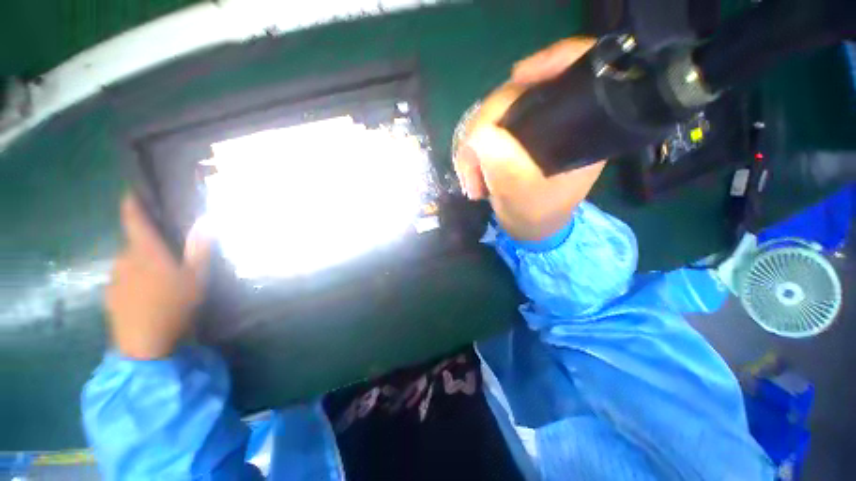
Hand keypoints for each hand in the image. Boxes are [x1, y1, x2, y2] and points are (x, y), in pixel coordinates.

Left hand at [106, 195, 211, 359]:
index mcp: (144, 251)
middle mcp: (124, 259)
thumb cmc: (173, 305)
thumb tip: (207, 220)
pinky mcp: (111, 295)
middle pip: (134, 242)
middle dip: (149, 241)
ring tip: (162, 276)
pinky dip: (136, 278)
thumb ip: (199, 248)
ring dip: (144, 262)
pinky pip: (125, 278)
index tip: (134, 190)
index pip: (132, 218)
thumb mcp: (195, 277)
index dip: (132, 202)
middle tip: (170, 250)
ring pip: (130, 262)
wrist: (143, 345)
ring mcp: (115, 278)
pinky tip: (149, 293)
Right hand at [453, 38, 604, 242]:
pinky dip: (475, 150)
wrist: (530, 229)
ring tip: (470, 180)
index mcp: (580, 128)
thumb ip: (500, 160)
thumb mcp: (518, 191)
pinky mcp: (515, 140)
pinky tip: (472, 172)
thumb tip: (477, 134)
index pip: (575, 71)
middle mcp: (559, 120)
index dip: (551, 60)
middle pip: (521, 93)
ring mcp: (534, 130)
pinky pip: (489, 131)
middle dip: (486, 125)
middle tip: (470, 166)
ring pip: (497, 115)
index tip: (518, 75)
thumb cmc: (536, 215)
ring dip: (475, 145)